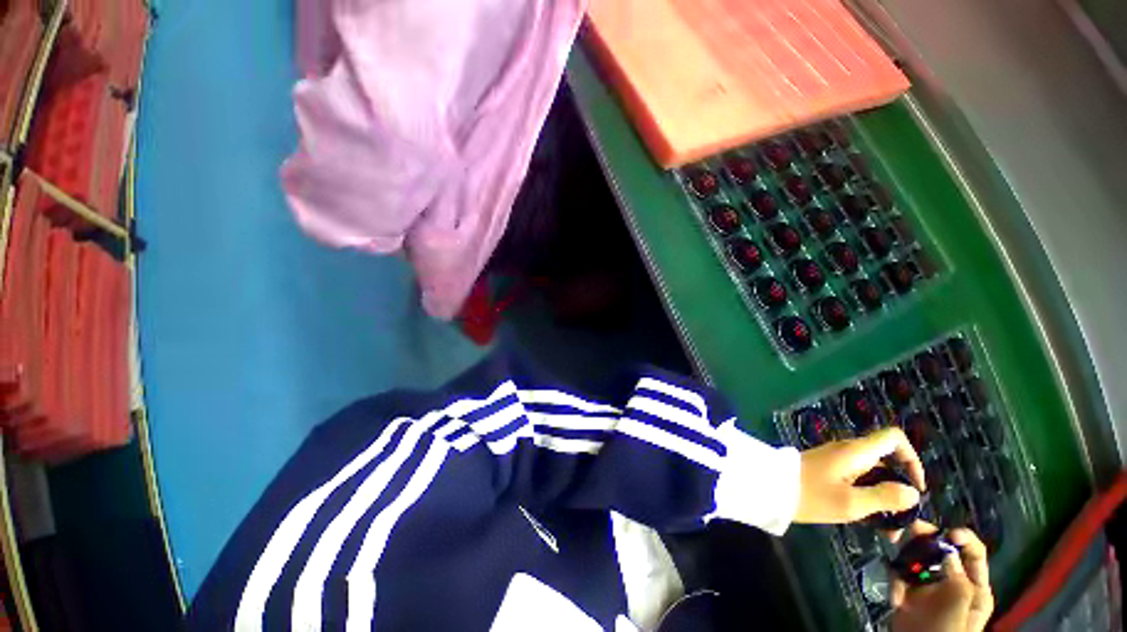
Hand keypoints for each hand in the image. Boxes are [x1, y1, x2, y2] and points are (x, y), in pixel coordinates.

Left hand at [795, 427, 924, 523]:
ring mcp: (837, 460)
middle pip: (887, 461)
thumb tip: (912, 493)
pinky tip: (869, 522)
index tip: (915, 487)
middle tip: (902, 519)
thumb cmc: (811, 495)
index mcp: (856, 451)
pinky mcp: (828, 470)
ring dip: (884, 499)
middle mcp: (848, 451)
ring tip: (888, 531)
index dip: (912, 458)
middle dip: (900, 488)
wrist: (770, 487)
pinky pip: (858, 480)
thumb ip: (885, 497)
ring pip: (873, 475)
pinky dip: (868, 497)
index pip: (894, 438)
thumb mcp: (851, 502)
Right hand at [891, 524, 993, 631]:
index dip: (963, 538)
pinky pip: (900, 574)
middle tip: (911, 528)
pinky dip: (895, 581)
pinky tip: (896, 597)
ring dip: (906, 558)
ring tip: (898, 566)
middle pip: (942, 551)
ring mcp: (929, 586)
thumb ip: (957, 577)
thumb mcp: (958, 605)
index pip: (973, 553)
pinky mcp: (908, 591)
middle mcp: (953, 582)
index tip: (947, 531)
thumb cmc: (946, 630)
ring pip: (917, 558)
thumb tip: (947, 549)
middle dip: (926, 539)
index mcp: (974, 587)